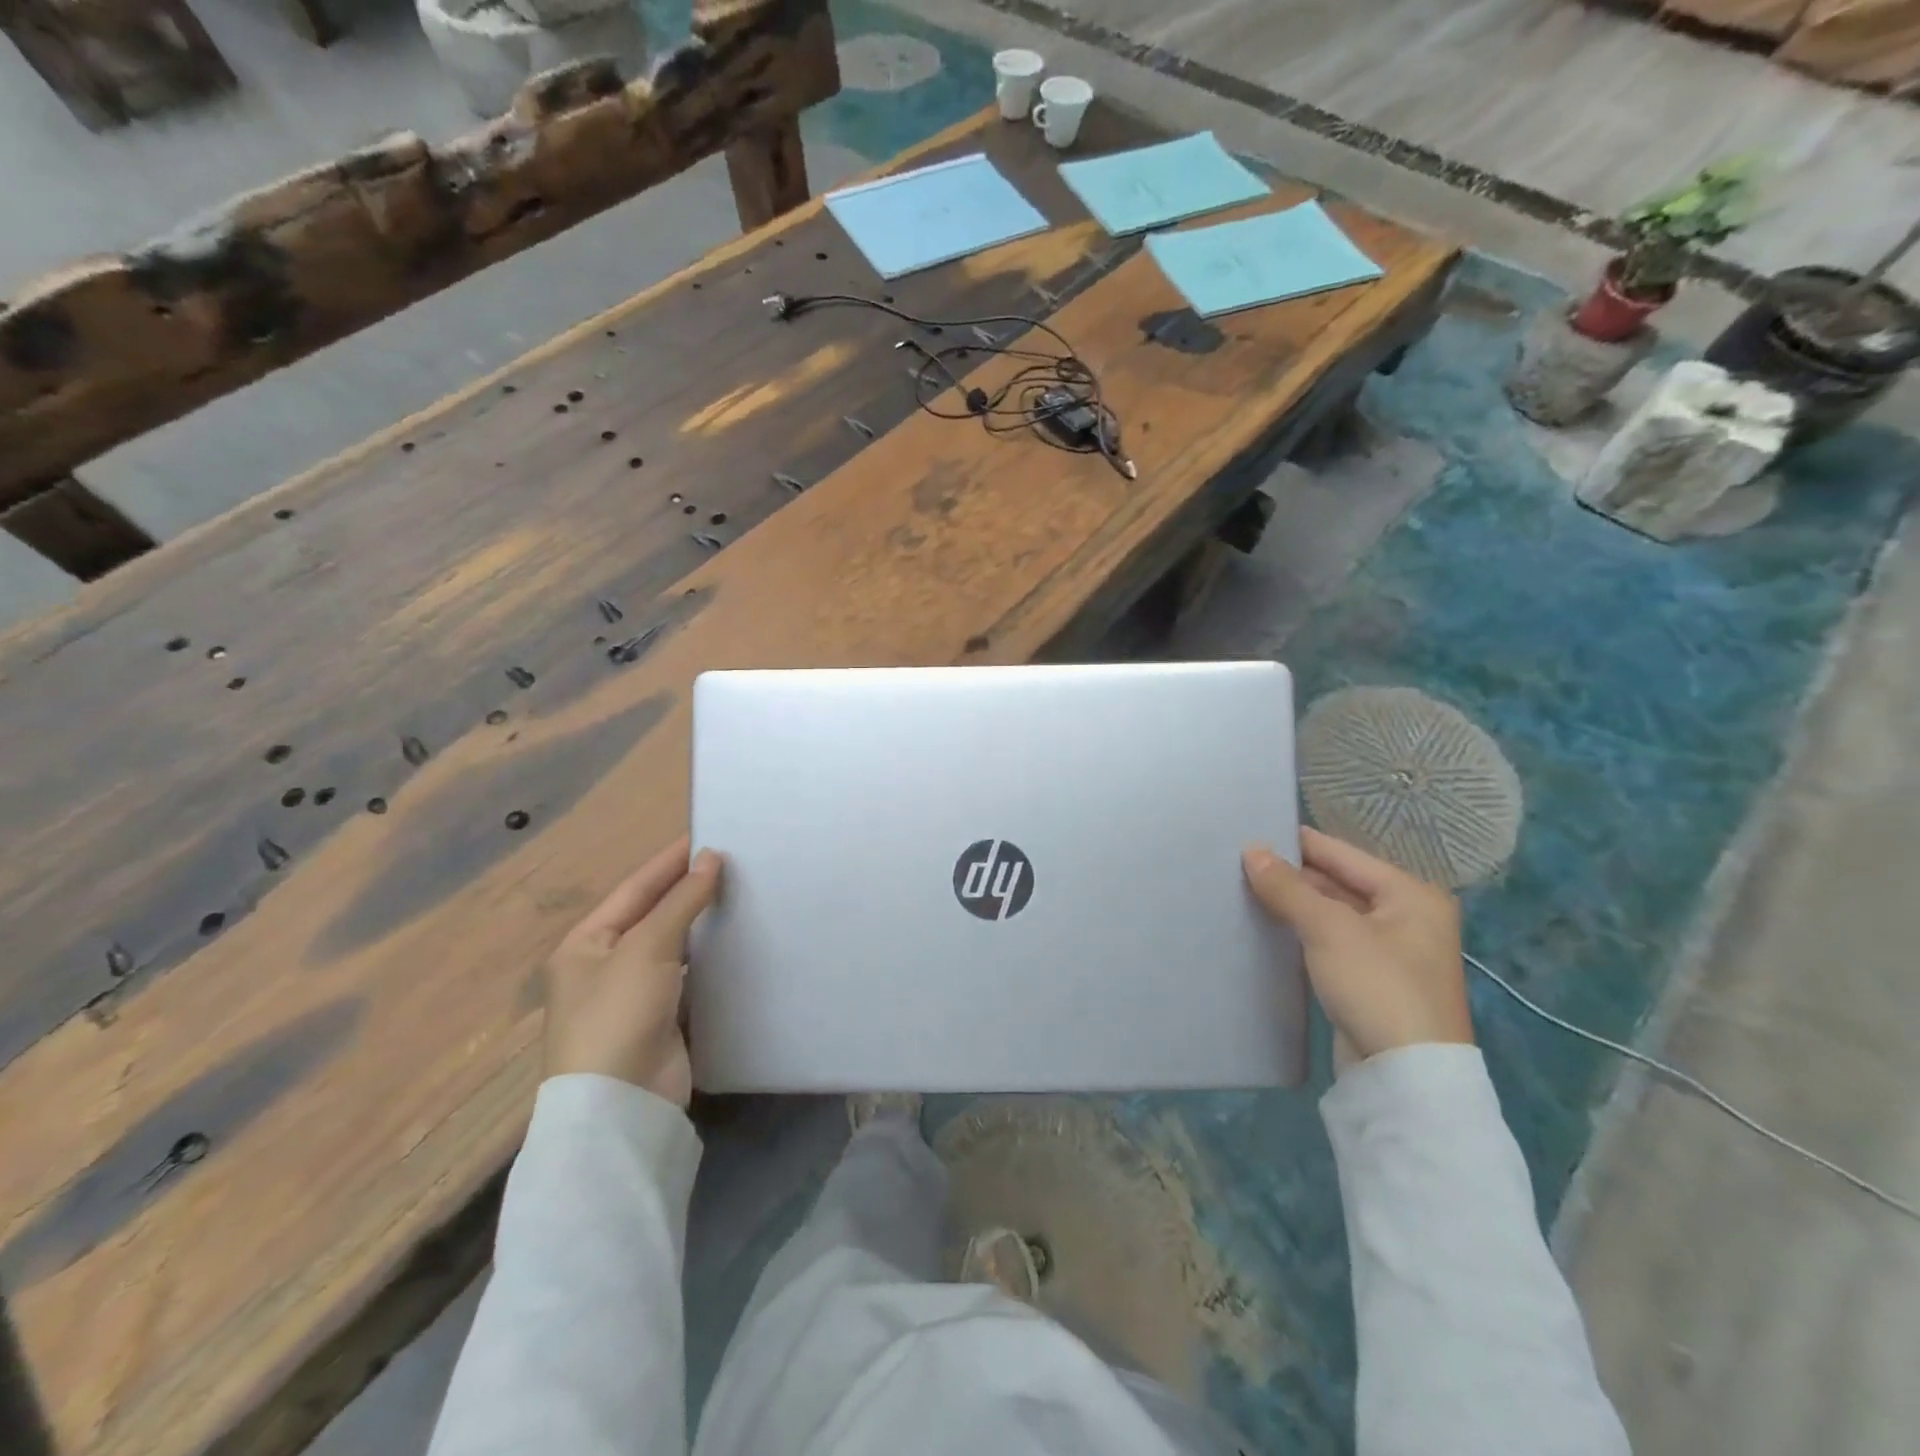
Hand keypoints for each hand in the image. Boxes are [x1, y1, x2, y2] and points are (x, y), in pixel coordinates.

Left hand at [543, 837, 722, 1104]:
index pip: (635, 888)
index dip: (670, 861)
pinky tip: (737, 939)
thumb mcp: (647, 948)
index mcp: (586, 943)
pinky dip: (710, 955)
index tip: (710, 835)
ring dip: (702, 921)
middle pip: (653, 914)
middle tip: (735, 861)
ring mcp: (634, 994)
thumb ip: (681, 900)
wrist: (620, 1106)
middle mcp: (606, 964)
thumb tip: (711, 857)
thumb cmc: (618, 1014)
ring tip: (742, 892)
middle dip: (689, 888)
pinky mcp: (663, 1018)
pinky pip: (689, 974)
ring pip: (674, 944)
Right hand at [1242, 827, 1472, 1064]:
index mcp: (1411, 895)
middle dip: (1293, 876)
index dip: (1298, 843)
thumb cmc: (1376, 985)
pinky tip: (1269, 927)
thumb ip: (1288, 887)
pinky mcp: (1372, 982)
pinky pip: (1331, 942)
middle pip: (1339, 883)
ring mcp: (1391, 952)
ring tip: (1245, 889)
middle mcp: (1407, 917)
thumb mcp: (1328, 928)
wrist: (1406, 1076)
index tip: (1253, 831)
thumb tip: (1251, 850)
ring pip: (1332, 914)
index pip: (1343, 854)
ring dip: (1295, 905)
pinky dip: (1303, 932)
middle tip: (1240, 863)